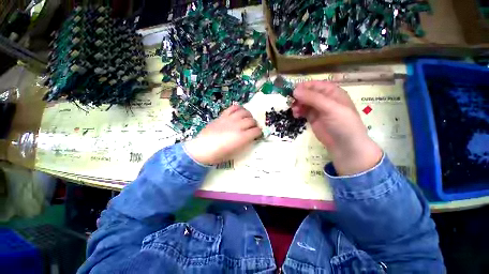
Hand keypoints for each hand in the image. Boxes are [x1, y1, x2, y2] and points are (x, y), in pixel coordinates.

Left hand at [184, 105, 261, 164]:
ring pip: (245, 112)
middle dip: (254, 125)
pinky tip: (239, 112)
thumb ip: (243, 144)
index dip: (259, 133)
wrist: (201, 149)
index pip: (256, 131)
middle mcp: (238, 126)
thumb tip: (248, 139)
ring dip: (249, 115)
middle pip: (252, 121)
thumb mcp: (234, 153)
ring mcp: (230, 119)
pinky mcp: (222, 116)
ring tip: (248, 119)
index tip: (257, 135)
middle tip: (253, 128)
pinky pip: (233, 108)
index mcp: (242, 137)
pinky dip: (239, 108)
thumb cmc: (217, 155)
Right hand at [291, 81, 381, 175]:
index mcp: (333, 92)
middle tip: (291, 102)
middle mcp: (326, 99)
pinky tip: (296, 115)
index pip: (316, 84)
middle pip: (309, 92)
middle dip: (300, 96)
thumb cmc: (344, 124)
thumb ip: (313, 98)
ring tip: (295, 111)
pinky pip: (305, 111)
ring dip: (298, 104)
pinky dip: (299, 111)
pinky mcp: (315, 120)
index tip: (293, 90)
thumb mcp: (330, 108)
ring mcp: (320, 110)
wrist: (348, 148)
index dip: (304, 86)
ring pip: (305, 102)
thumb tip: (294, 90)